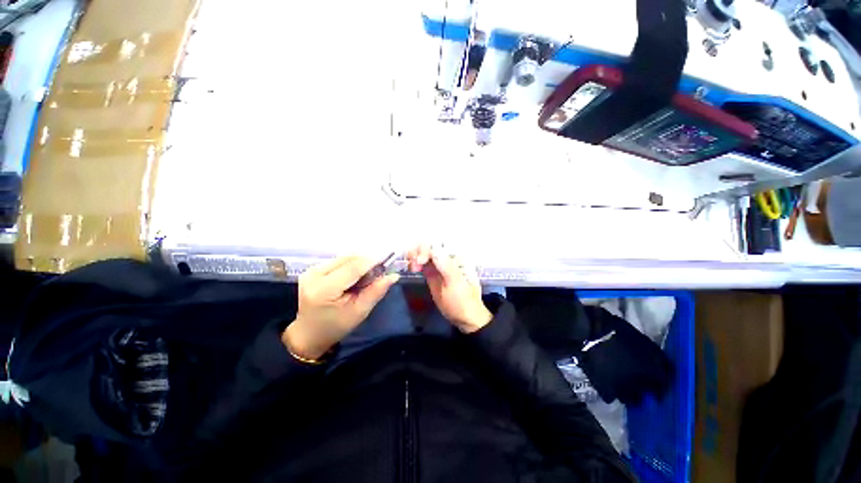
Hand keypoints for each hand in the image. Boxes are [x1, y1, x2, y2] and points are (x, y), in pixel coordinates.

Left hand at [282, 256, 398, 359]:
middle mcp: (314, 275)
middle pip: (348, 259)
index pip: (352, 268)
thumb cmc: (336, 326)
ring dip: (359, 263)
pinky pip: (338, 261)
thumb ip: (376, 291)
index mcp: (324, 289)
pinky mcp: (312, 269)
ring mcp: (311, 270)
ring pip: (344, 258)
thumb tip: (394, 276)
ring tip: (365, 279)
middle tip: (378, 274)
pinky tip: (354, 278)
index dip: (372, 261)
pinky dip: (351, 265)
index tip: (387, 261)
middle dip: (367, 263)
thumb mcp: (360, 312)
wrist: (309, 333)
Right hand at [408, 245, 491, 333]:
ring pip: (424, 251)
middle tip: (415, 266)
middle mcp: (448, 257)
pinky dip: (414, 262)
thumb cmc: (463, 302)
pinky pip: (422, 262)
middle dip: (419, 251)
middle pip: (430, 244)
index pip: (440, 244)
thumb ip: (447, 267)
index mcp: (458, 256)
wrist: (464, 318)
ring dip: (415, 255)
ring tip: (413, 268)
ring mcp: (439, 264)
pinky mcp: (432, 272)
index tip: (420, 261)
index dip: (427, 249)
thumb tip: (434, 250)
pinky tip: (413, 268)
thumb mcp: (456, 285)